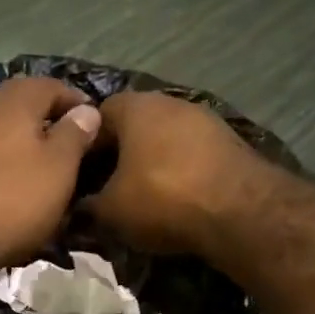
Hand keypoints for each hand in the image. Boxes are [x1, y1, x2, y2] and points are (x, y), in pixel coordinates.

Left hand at [0, 77, 101, 273]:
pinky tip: (11, 187)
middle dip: (47, 125)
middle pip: (24, 108)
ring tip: (42, 172)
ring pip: (2, 133)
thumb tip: (87, 109)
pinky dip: (1, 166)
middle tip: (69, 151)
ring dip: (22, 147)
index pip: (54, 86)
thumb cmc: (14, 198)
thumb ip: (75, 134)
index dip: (77, 104)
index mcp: (16, 99)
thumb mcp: (60, 167)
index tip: (93, 126)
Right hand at [87, 91, 284, 258]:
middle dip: (116, 154)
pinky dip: (175, 172)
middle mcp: (169, 102)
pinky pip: (187, 153)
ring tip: (137, 195)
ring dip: (148, 163)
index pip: (94, 116)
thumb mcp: (109, 211)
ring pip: (161, 139)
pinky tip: (170, 198)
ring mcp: (203, 119)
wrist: (238, 210)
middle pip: (131, 125)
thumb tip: (76, 206)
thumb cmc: (161, 200)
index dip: (82, 145)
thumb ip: (87, 205)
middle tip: (103, 188)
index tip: (76, 174)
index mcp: (135, 108)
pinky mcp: (227, 141)